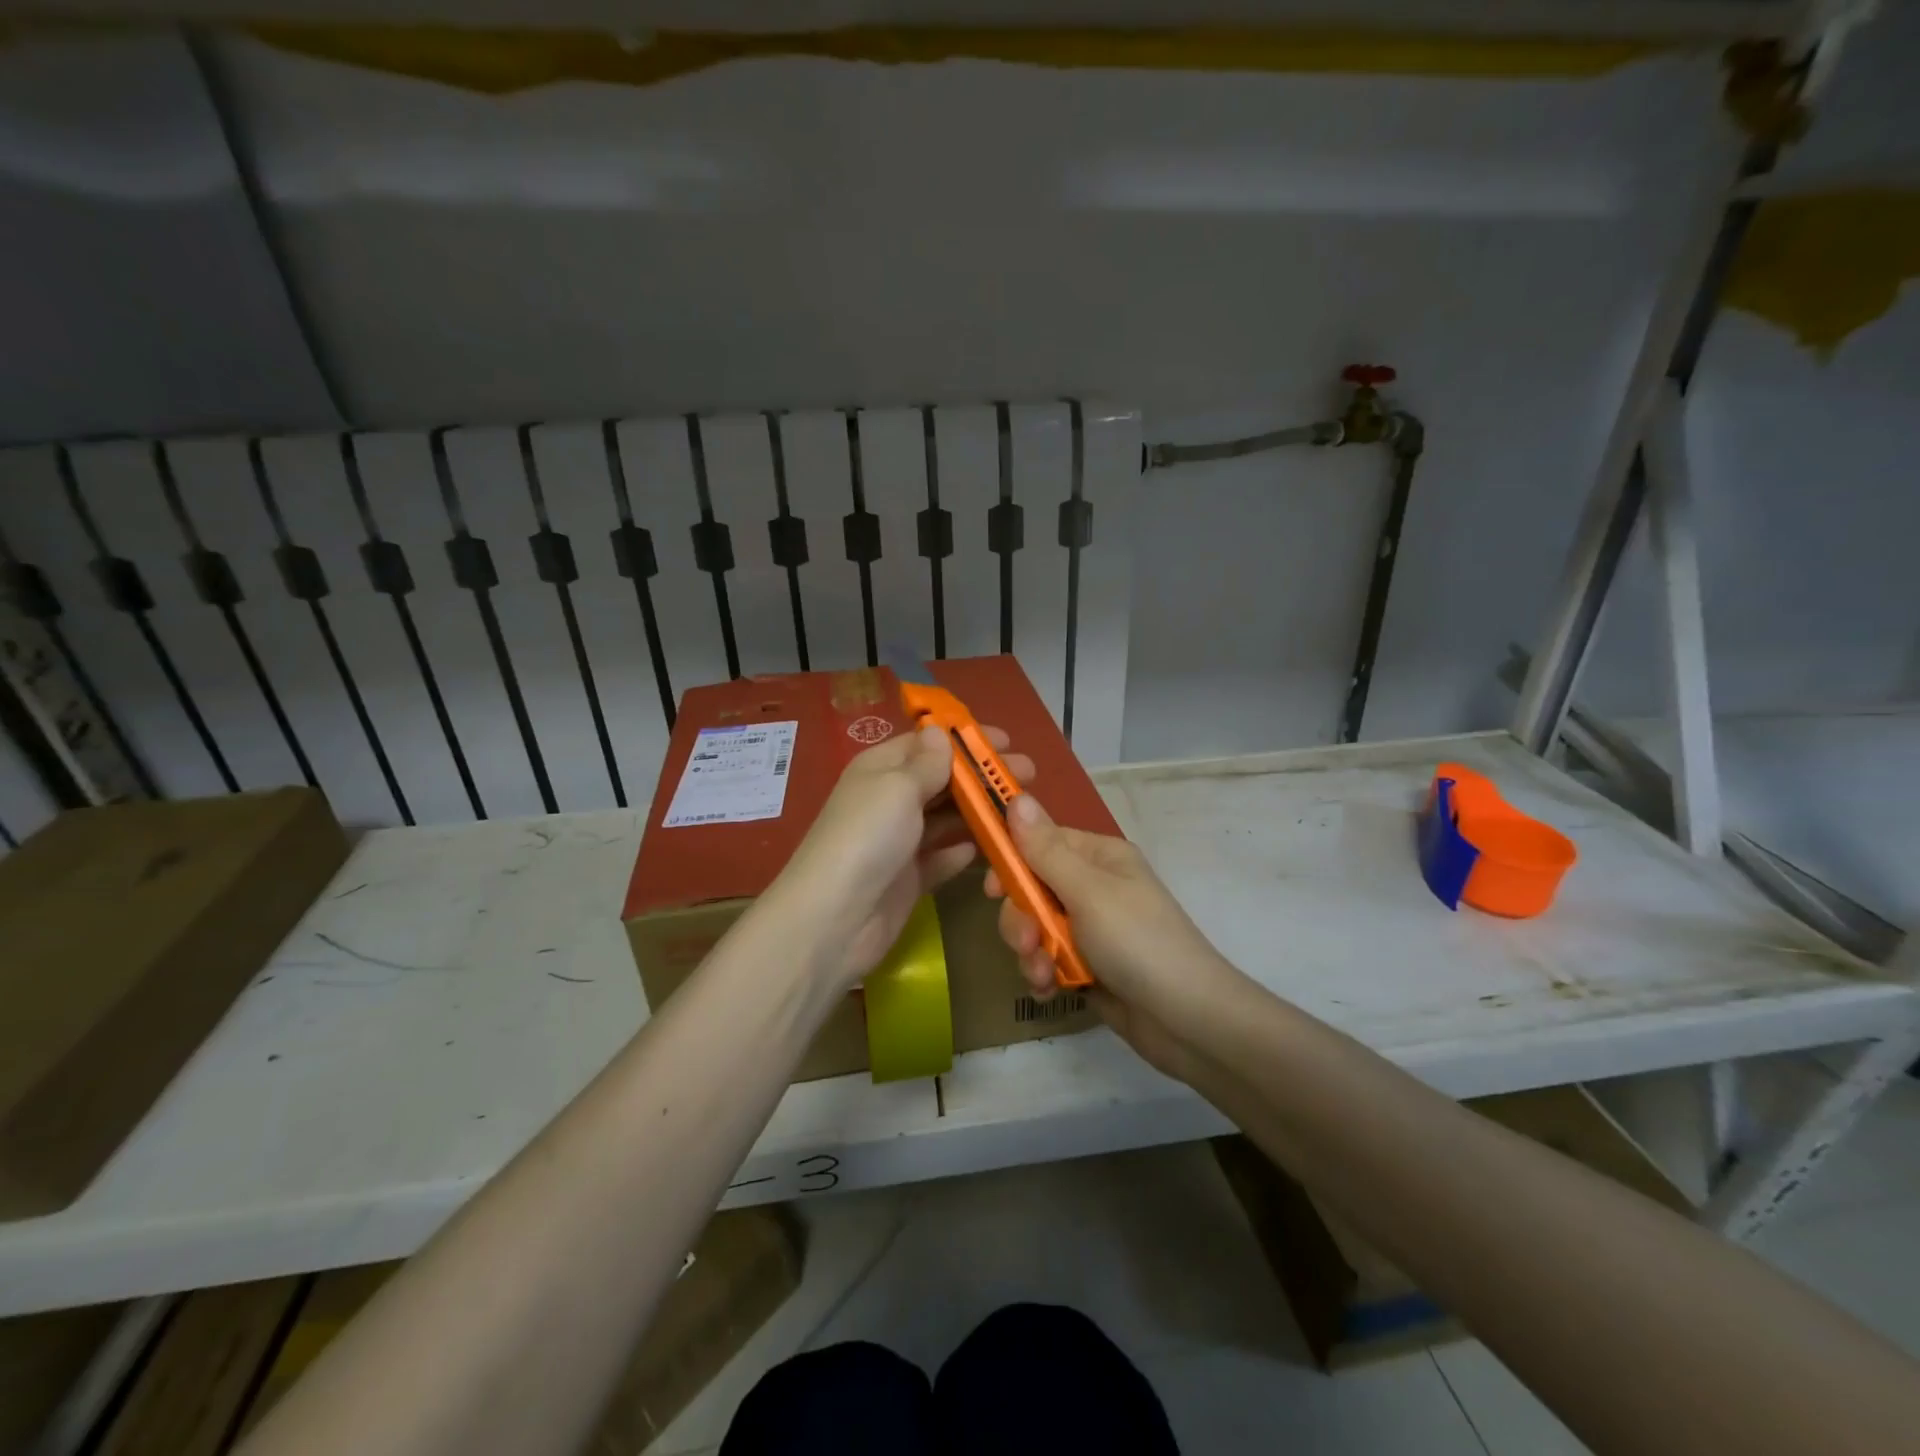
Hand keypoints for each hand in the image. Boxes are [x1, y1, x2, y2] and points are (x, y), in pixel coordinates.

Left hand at [771, 723, 1033, 989]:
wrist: (835, 919)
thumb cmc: (868, 837)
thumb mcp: (898, 787)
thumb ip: (927, 763)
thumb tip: (940, 732)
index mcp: (881, 768)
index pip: (928, 744)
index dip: (966, 740)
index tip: (1007, 742)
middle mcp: (890, 800)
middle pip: (943, 781)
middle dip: (982, 776)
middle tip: (1027, 776)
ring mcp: (900, 841)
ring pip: (948, 819)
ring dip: (981, 812)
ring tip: (1021, 811)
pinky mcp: (910, 878)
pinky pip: (944, 857)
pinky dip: (965, 851)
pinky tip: (993, 848)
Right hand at [985, 796, 1237, 1078]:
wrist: (1187, 1020)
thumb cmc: (1138, 942)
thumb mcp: (1088, 891)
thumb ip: (1045, 849)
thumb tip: (1016, 796)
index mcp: (1099, 857)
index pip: (1041, 842)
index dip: (1012, 862)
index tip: (992, 888)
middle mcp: (1093, 886)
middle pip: (1031, 889)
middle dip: (1022, 918)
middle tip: (1029, 942)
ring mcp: (1090, 928)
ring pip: (1035, 927)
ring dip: (1031, 951)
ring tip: (1045, 974)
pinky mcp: (1087, 964)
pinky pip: (1047, 958)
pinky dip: (1044, 973)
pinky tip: (1050, 989)